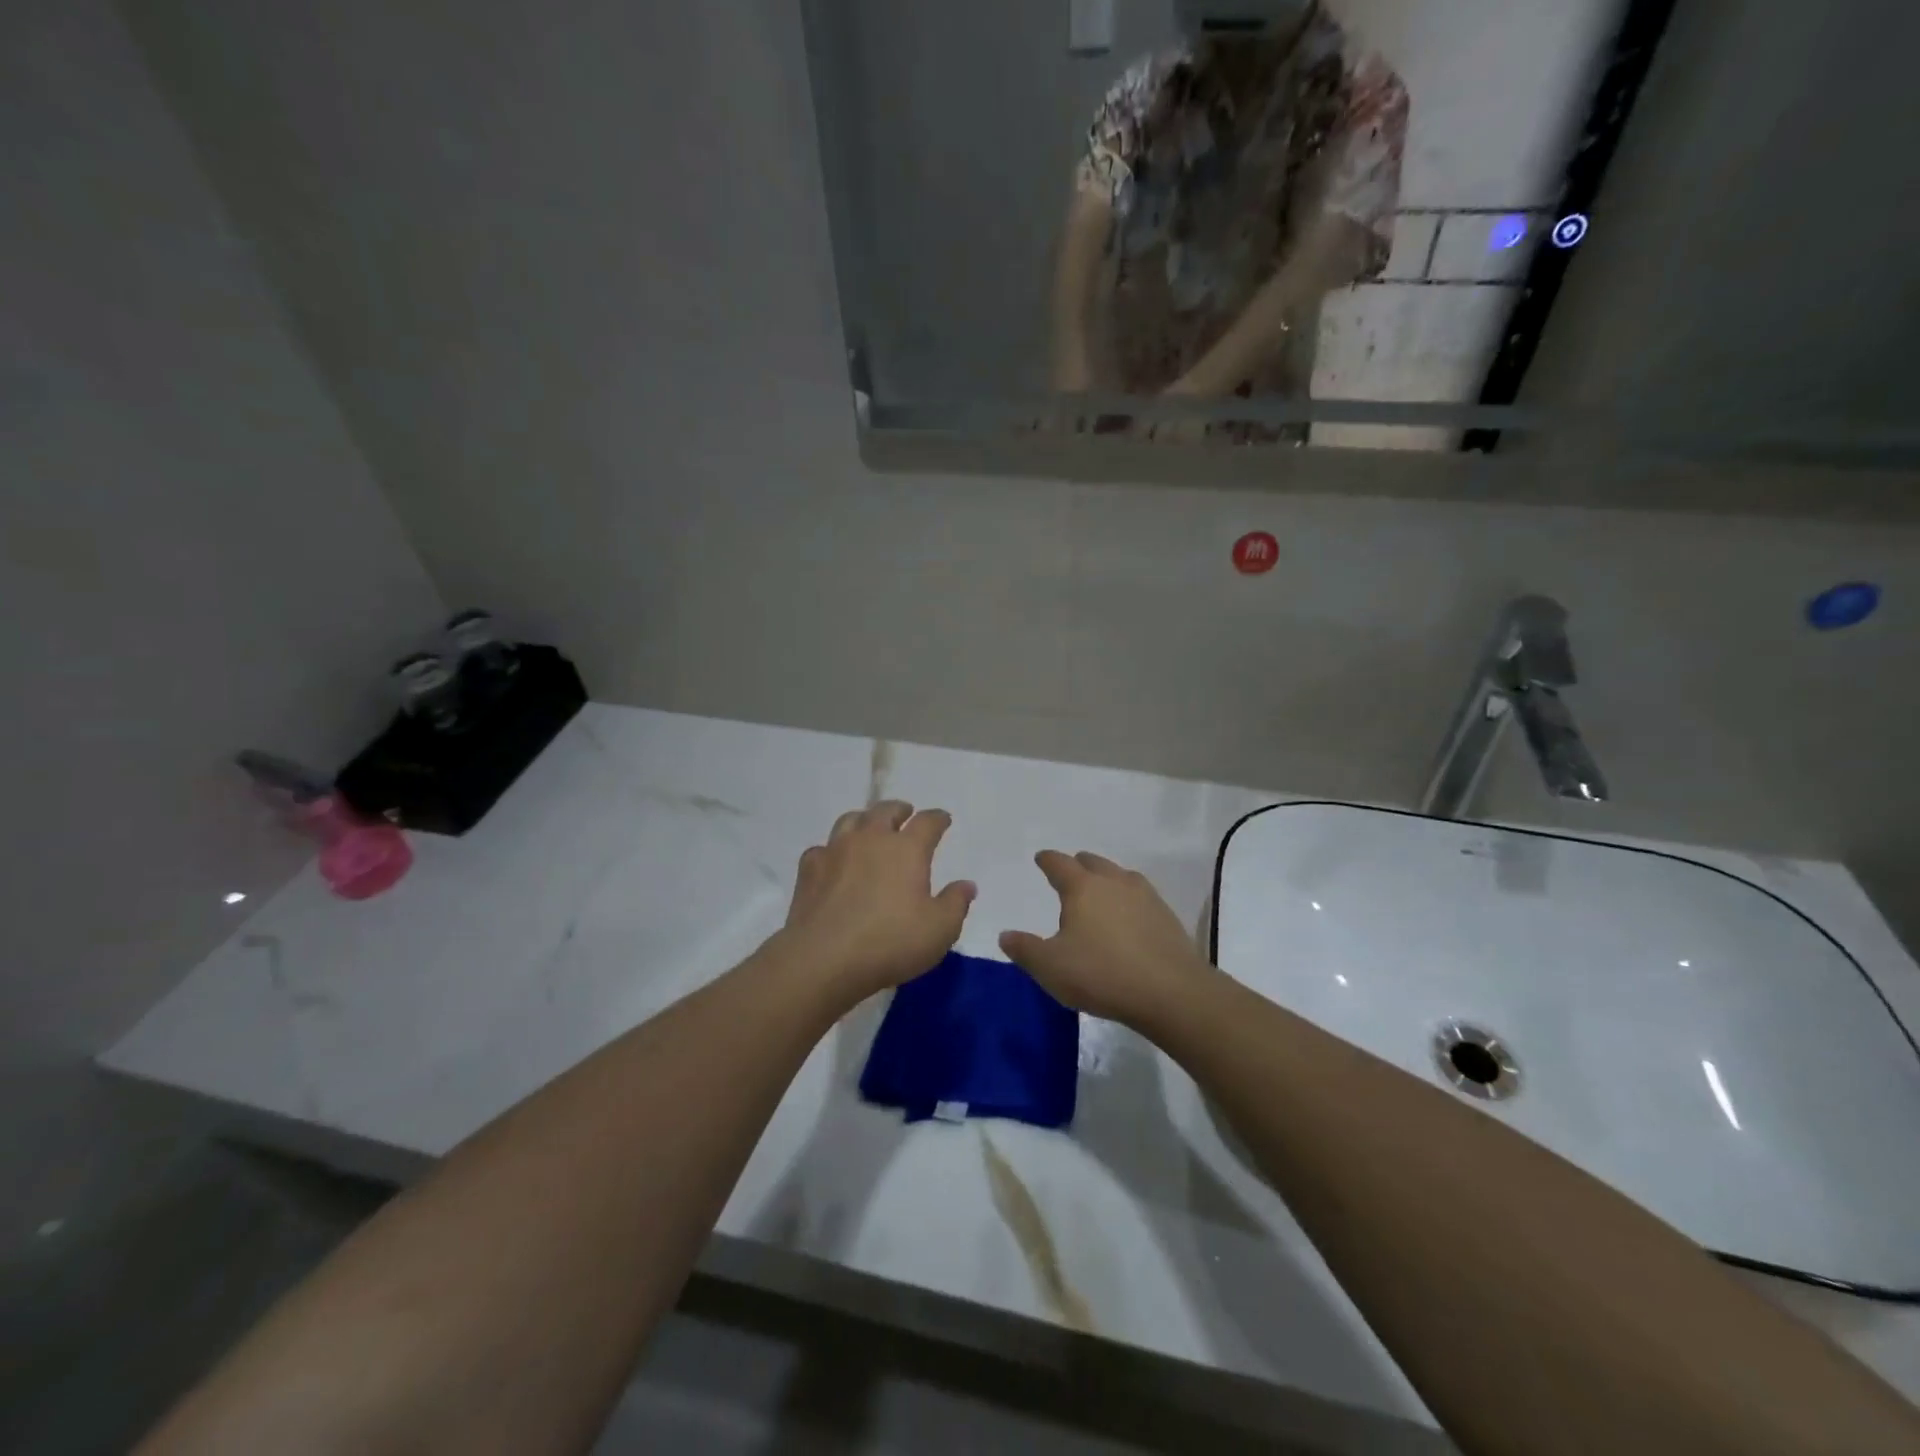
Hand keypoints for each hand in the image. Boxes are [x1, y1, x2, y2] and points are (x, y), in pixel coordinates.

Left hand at [775, 802, 975, 1002]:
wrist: (824, 958)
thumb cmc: (891, 942)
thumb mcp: (939, 929)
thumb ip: (956, 903)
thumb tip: (966, 884)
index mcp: (907, 849)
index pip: (927, 822)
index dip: (938, 818)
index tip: (943, 820)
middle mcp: (871, 839)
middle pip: (885, 810)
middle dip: (899, 810)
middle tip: (905, 814)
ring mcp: (836, 850)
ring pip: (851, 820)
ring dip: (865, 820)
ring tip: (870, 829)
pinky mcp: (809, 869)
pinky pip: (823, 848)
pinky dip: (833, 850)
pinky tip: (834, 862)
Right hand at [999, 851, 1212, 1026]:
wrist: (1170, 992)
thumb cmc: (1102, 974)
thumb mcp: (1051, 967)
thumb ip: (1025, 949)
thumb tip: (1005, 935)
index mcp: (1082, 887)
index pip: (1059, 863)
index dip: (1047, 860)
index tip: (1041, 858)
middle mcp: (1114, 882)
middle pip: (1092, 862)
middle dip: (1078, 865)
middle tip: (1069, 874)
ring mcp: (1144, 896)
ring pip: (1119, 875)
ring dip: (1106, 879)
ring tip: (1099, 893)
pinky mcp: (1165, 915)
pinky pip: (1140, 895)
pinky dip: (1127, 899)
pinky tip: (1128, 917)